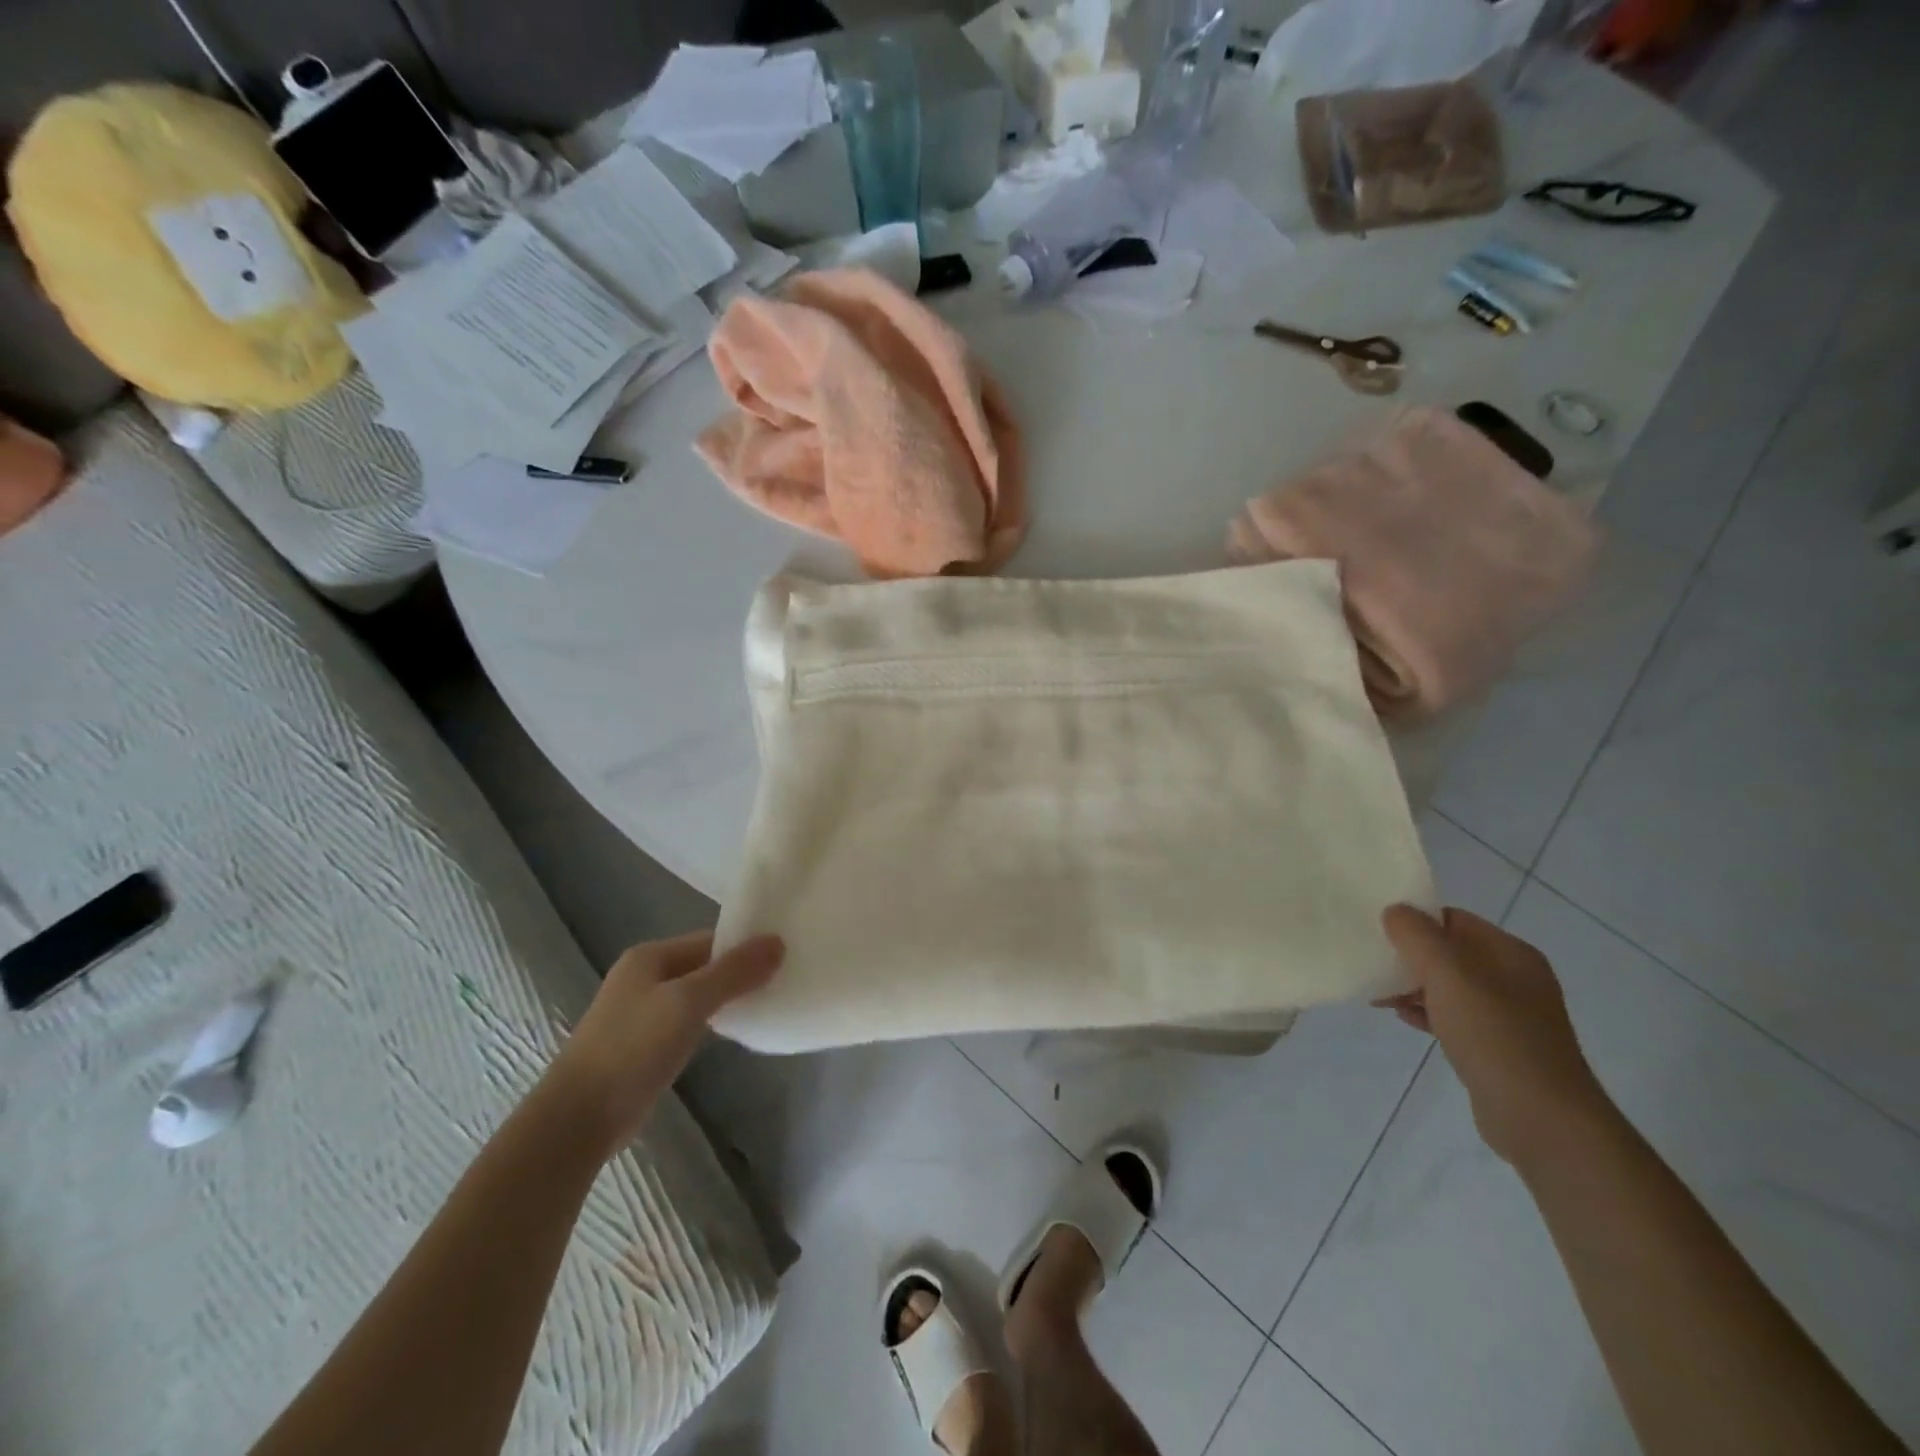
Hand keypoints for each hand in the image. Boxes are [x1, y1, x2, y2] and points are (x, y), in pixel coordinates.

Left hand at [550, 931, 782, 1159]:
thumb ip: (734, 972)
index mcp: (650, 956)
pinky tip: (736, 1034)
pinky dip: (713, 1023)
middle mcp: (644, 977)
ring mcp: (642, 1013)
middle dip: (740, 973)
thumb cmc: (633, 1047)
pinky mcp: (645, 1047)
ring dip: (728, 999)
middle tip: (783, 980)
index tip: (784, 956)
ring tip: (768, 1003)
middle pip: (705, 965)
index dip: (745, 946)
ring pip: (698, 995)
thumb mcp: (689, 1002)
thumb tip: (778, 941)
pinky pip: (689, 1023)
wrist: (577, 1119)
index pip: (710, 939)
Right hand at [1376, 906, 1612, 1166]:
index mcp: (1510, 954)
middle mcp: (1513, 979)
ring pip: (1448, 986)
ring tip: (1378, 994)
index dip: (1415, 921)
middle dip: (1409, 956)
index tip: (1378, 932)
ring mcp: (1508, 1015)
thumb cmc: (1494, 1036)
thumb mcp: (1449, 975)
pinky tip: (1402, 1018)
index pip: (1454, 919)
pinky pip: (1453, 1016)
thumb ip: (1417, 936)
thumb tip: (1395, 911)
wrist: (1541, 1119)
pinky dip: (1425, 1012)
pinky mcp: (1497, 1047)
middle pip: (1449, 952)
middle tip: (1373, 964)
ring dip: (1412, 986)